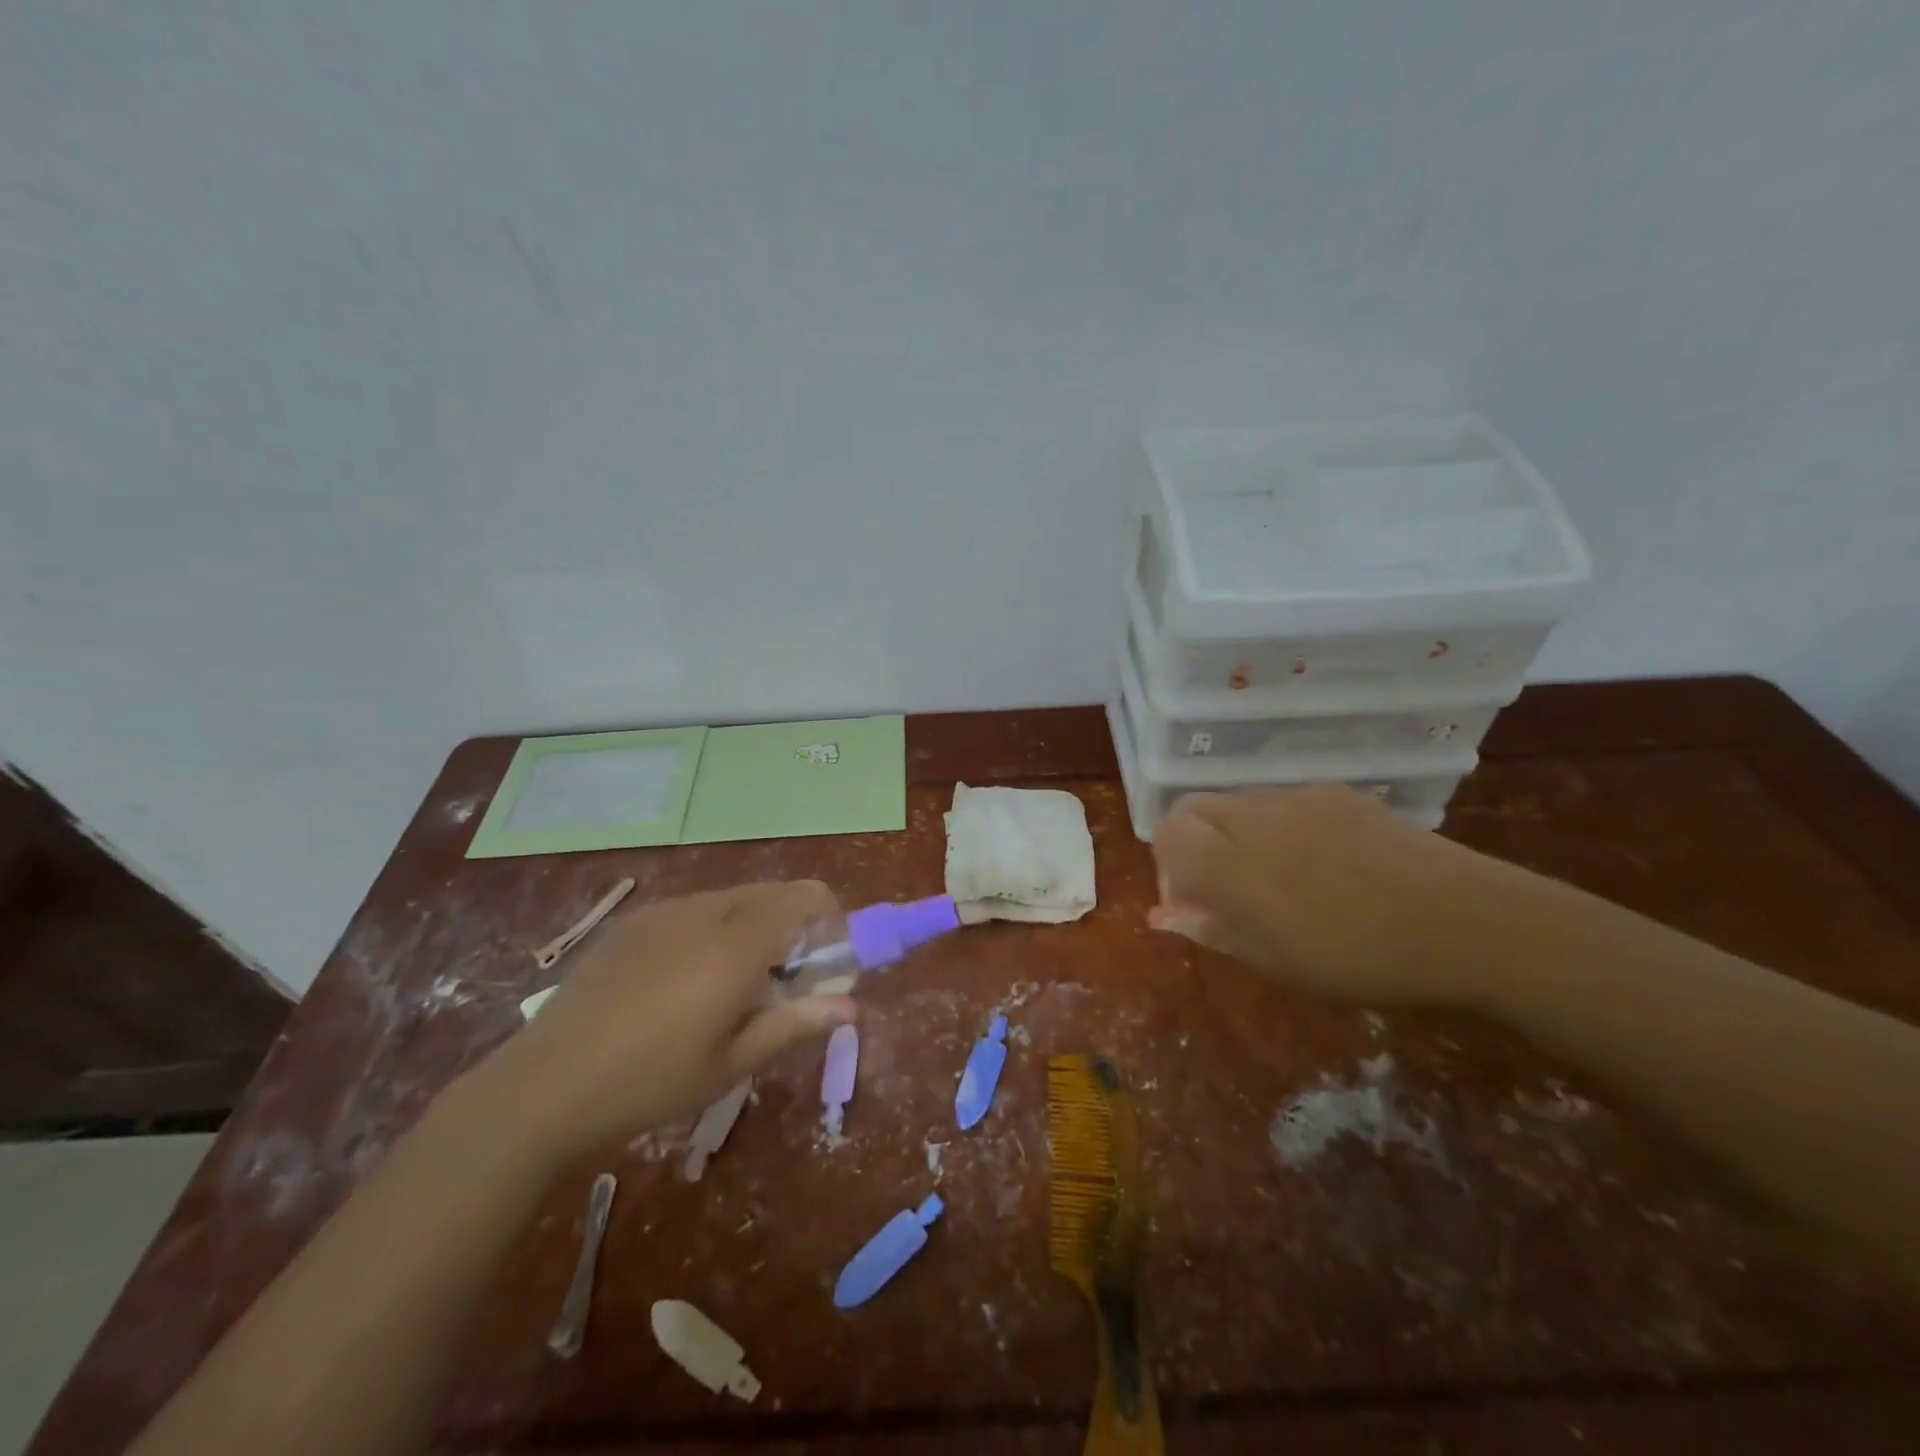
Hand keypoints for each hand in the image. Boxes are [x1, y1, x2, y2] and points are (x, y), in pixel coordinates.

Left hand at [478, 881, 853, 1161]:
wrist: (542, 1088)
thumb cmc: (649, 1083)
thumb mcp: (731, 1063)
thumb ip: (795, 1023)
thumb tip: (851, 1005)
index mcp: (735, 945)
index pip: (806, 898)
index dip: (831, 920)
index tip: (829, 963)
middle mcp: (705, 912)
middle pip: (774, 892)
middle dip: (797, 924)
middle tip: (787, 981)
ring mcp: (665, 911)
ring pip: (735, 898)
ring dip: (757, 925)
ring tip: (736, 986)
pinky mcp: (635, 921)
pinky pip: (696, 909)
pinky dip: (717, 928)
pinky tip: (687, 981)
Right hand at [1149, 786, 1489, 1007]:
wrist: (1466, 921)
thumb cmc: (1363, 959)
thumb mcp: (1279, 963)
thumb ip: (1213, 930)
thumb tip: (1162, 915)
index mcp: (1233, 864)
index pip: (1167, 834)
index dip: (1169, 866)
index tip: (1198, 901)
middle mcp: (1254, 817)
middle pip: (1193, 807)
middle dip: (1194, 842)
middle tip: (1227, 886)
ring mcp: (1297, 798)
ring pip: (1236, 802)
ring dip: (1234, 832)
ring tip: (1281, 877)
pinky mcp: (1335, 791)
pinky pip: (1282, 800)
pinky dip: (1277, 824)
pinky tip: (1322, 860)